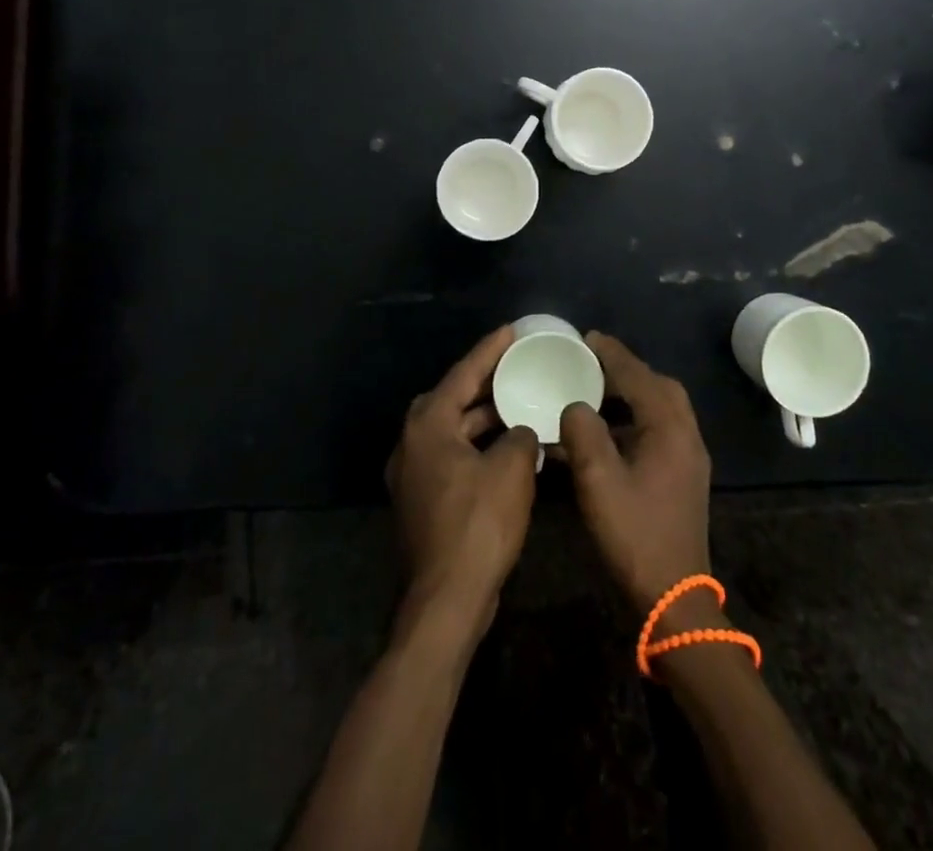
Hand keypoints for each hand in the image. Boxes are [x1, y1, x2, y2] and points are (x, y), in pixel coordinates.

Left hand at [386, 325, 540, 648]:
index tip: (512, 330)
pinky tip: (506, 449)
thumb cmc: (477, 526)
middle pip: (451, 398)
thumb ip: (520, 436)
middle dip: (483, 382)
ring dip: (482, 418)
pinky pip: (451, 455)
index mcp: (428, 424)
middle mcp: (412, 442)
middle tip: (514, 367)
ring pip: (451, 429)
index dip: (490, 350)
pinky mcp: (421, 500)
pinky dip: (476, 445)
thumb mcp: (511, 470)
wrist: (445, 601)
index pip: (463, 374)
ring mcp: (412, 473)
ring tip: (517, 403)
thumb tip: (520, 432)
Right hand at [557, 332, 712, 613]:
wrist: (673, 596)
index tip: (588, 336)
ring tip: (596, 390)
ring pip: (662, 407)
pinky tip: (608, 431)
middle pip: (658, 386)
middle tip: (593, 362)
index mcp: (669, 428)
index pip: (638, 376)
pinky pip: (660, 428)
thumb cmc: (635, 534)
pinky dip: (635, 417)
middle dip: (626, 369)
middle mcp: (686, 434)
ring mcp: (688, 456)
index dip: (612, 354)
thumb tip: (575, 406)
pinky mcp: (683, 475)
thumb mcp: (598, 481)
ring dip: (632, 393)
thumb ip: (583, 433)